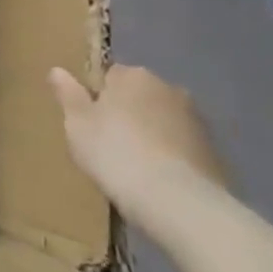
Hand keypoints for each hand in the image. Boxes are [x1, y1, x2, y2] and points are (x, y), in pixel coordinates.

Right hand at [49, 64, 227, 227]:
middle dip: (126, 112)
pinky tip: (156, 178)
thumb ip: (68, 93)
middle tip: (106, 141)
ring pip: (161, 121)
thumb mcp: (77, 123)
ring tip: (132, 164)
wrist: (176, 201)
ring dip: (149, 134)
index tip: (87, 119)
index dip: (96, 96)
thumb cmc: (115, 152)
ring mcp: (197, 121)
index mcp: (133, 76)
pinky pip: (180, 146)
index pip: (109, 75)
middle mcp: (169, 89)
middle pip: (139, 96)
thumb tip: (57, 70)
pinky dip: (169, 155)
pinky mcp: (214, 151)